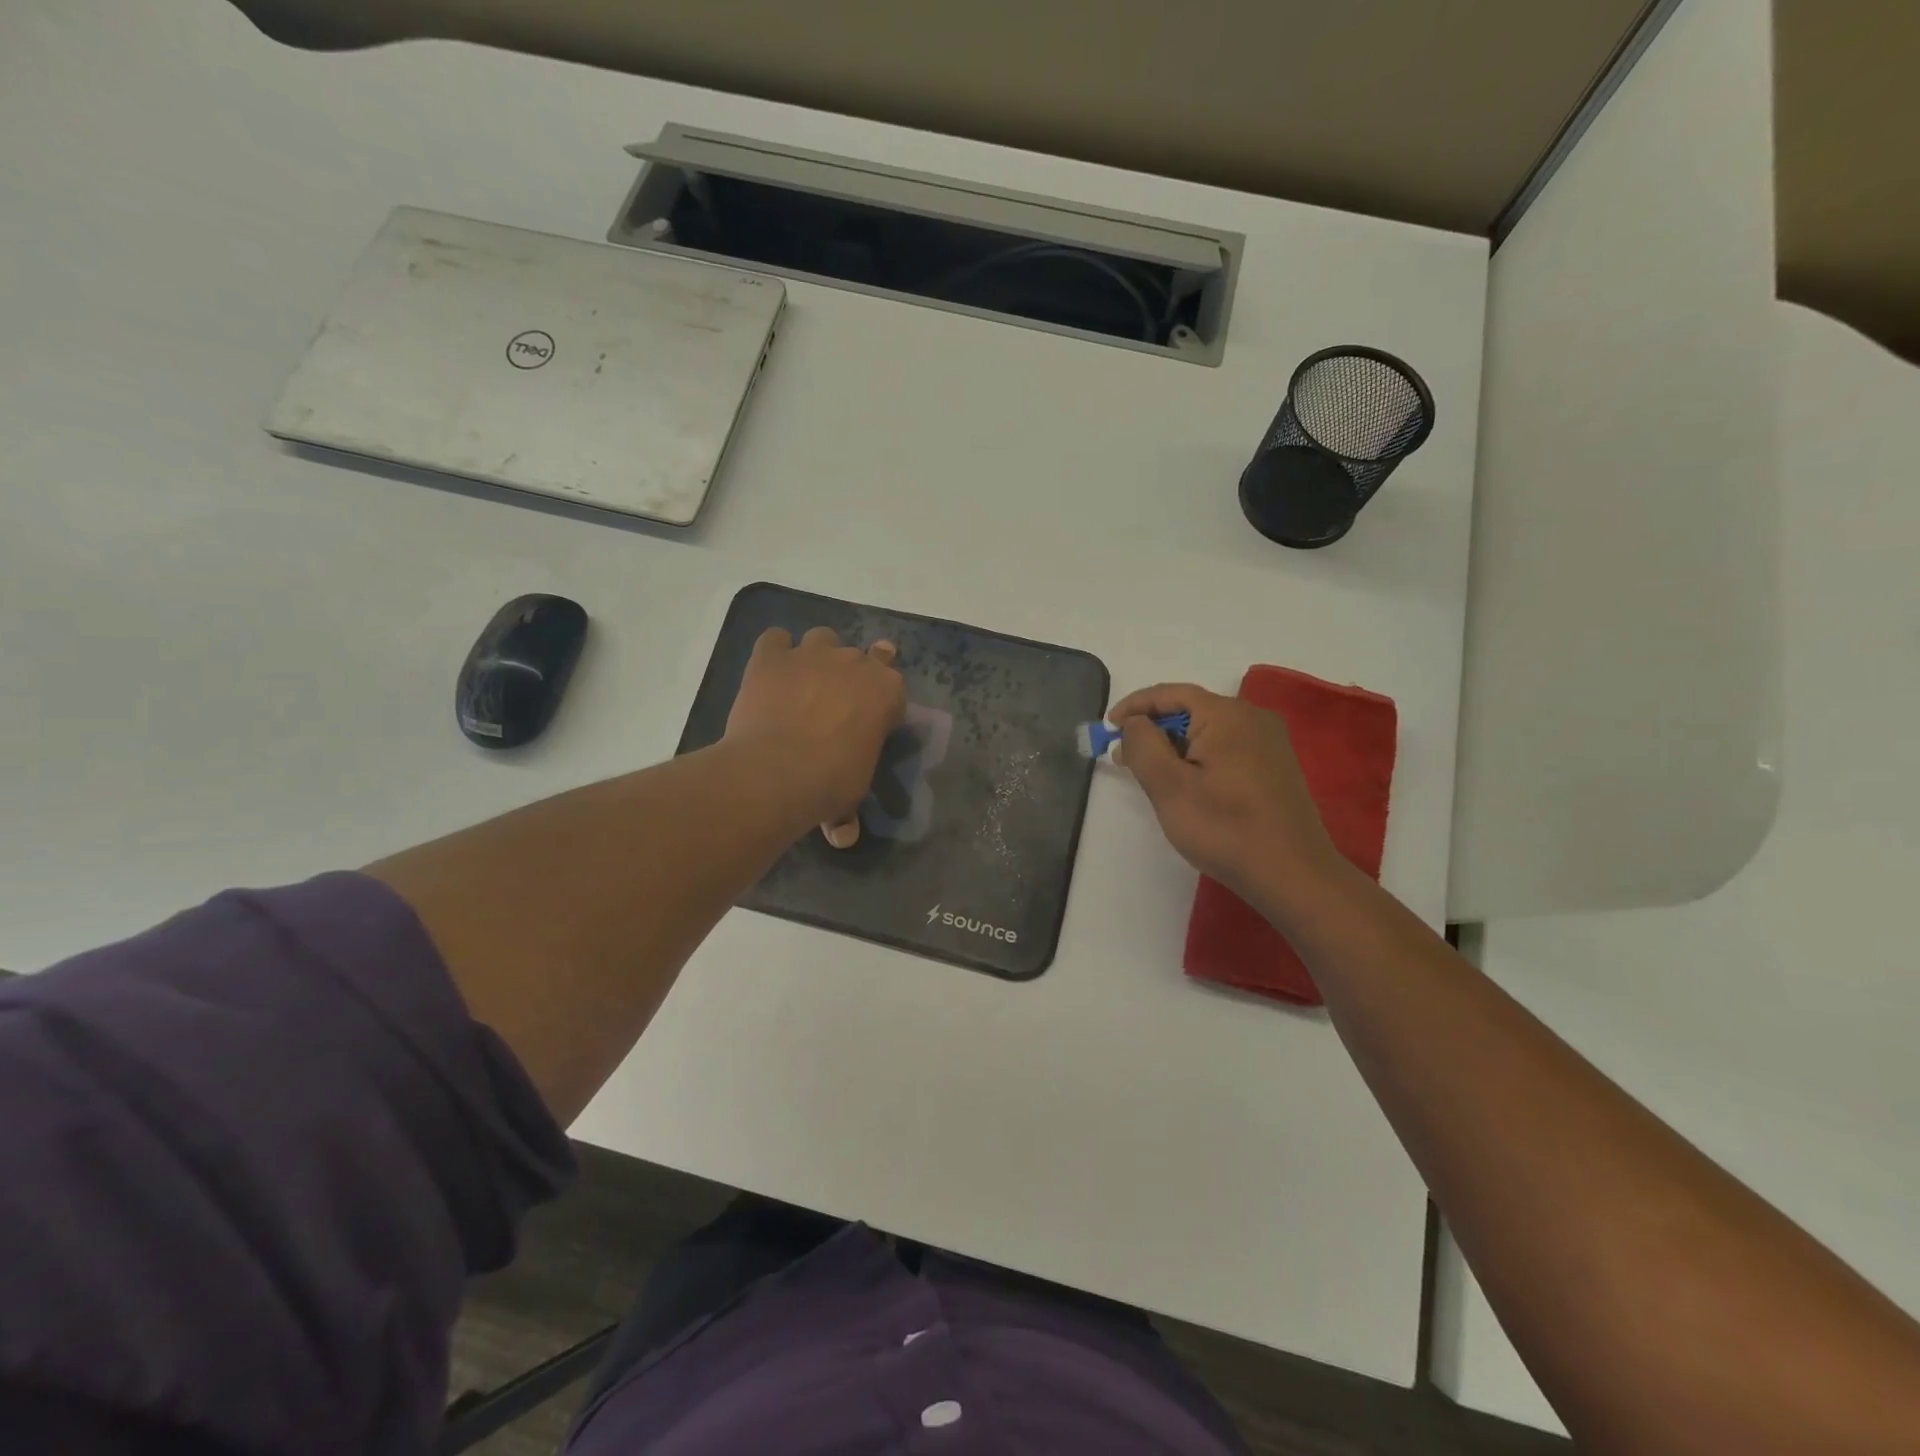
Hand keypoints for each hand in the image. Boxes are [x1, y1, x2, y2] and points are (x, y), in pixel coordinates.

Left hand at [725, 627, 905, 844]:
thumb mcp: (850, 798)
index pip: (893, 687)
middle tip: (836, 704)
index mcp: (886, 692)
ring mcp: (812, 655)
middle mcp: (854, 663)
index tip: (870, 722)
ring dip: (817, 655)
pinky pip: (775, 639)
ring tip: (805, 682)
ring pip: (822, 638)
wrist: (777, 771)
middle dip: (852, 676)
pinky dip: (775, 652)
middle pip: (862, 657)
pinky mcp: (771, 657)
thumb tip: (843, 837)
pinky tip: (771, 672)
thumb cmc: (830, 783)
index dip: (881, 703)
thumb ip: (847, 812)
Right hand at [1110, 683, 1343, 910]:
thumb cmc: (1225, 828)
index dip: (1135, 706)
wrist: (1293, 875)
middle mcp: (1253, 718)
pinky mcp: (1274, 766)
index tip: (1108, 727)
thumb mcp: (1169, 786)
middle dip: (1153, 729)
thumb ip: (1143, 744)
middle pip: (1191, 709)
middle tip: (1123, 756)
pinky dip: (1197, 756)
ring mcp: (1269, 742)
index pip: (1171, 693)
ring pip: (1208, 730)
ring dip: (1173, 745)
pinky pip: (1226, 747)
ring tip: (1148, 773)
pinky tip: (1185, 783)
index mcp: (1228, 715)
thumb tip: (1134, 723)